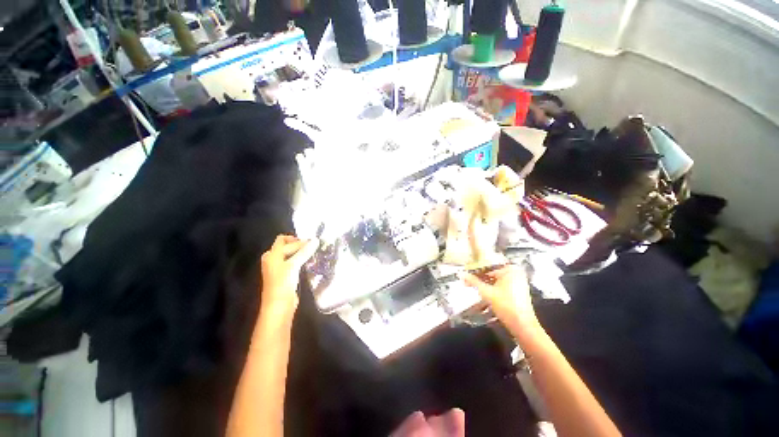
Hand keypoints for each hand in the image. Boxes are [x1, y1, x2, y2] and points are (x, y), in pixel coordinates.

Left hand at [260, 235, 318, 317]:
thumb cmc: (283, 283)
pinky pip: (293, 263)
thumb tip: (316, 240)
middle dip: (299, 245)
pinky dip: (300, 261)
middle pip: (286, 246)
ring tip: (313, 254)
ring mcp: (278, 268)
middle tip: (313, 247)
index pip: (284, 240)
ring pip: (290, 255)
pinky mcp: (285, 276)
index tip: (311, 242)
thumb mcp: (293, 265)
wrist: (279, 306)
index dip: (297, 239)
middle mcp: (273, 259)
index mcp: (272, 255)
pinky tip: (310, 263)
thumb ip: (304, 252)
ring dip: (301, 253)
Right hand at [461, 264, 537, 328]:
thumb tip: (460, 274)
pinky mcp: (516, 289)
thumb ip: (473, 281)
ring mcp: (517, 280)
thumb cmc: (506, 305)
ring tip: (469, 284)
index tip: (464, 272)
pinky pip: (500, 283)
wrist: (522, 325)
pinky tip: (480, 289)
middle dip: (478, 276)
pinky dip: (490, 286)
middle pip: (491, 271)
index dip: (475, 269)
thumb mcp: (487, 292)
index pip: (488, 265)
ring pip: (495, 278)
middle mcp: (515, 272)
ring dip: (483, 282)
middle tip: (465, 279)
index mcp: (510, 269)